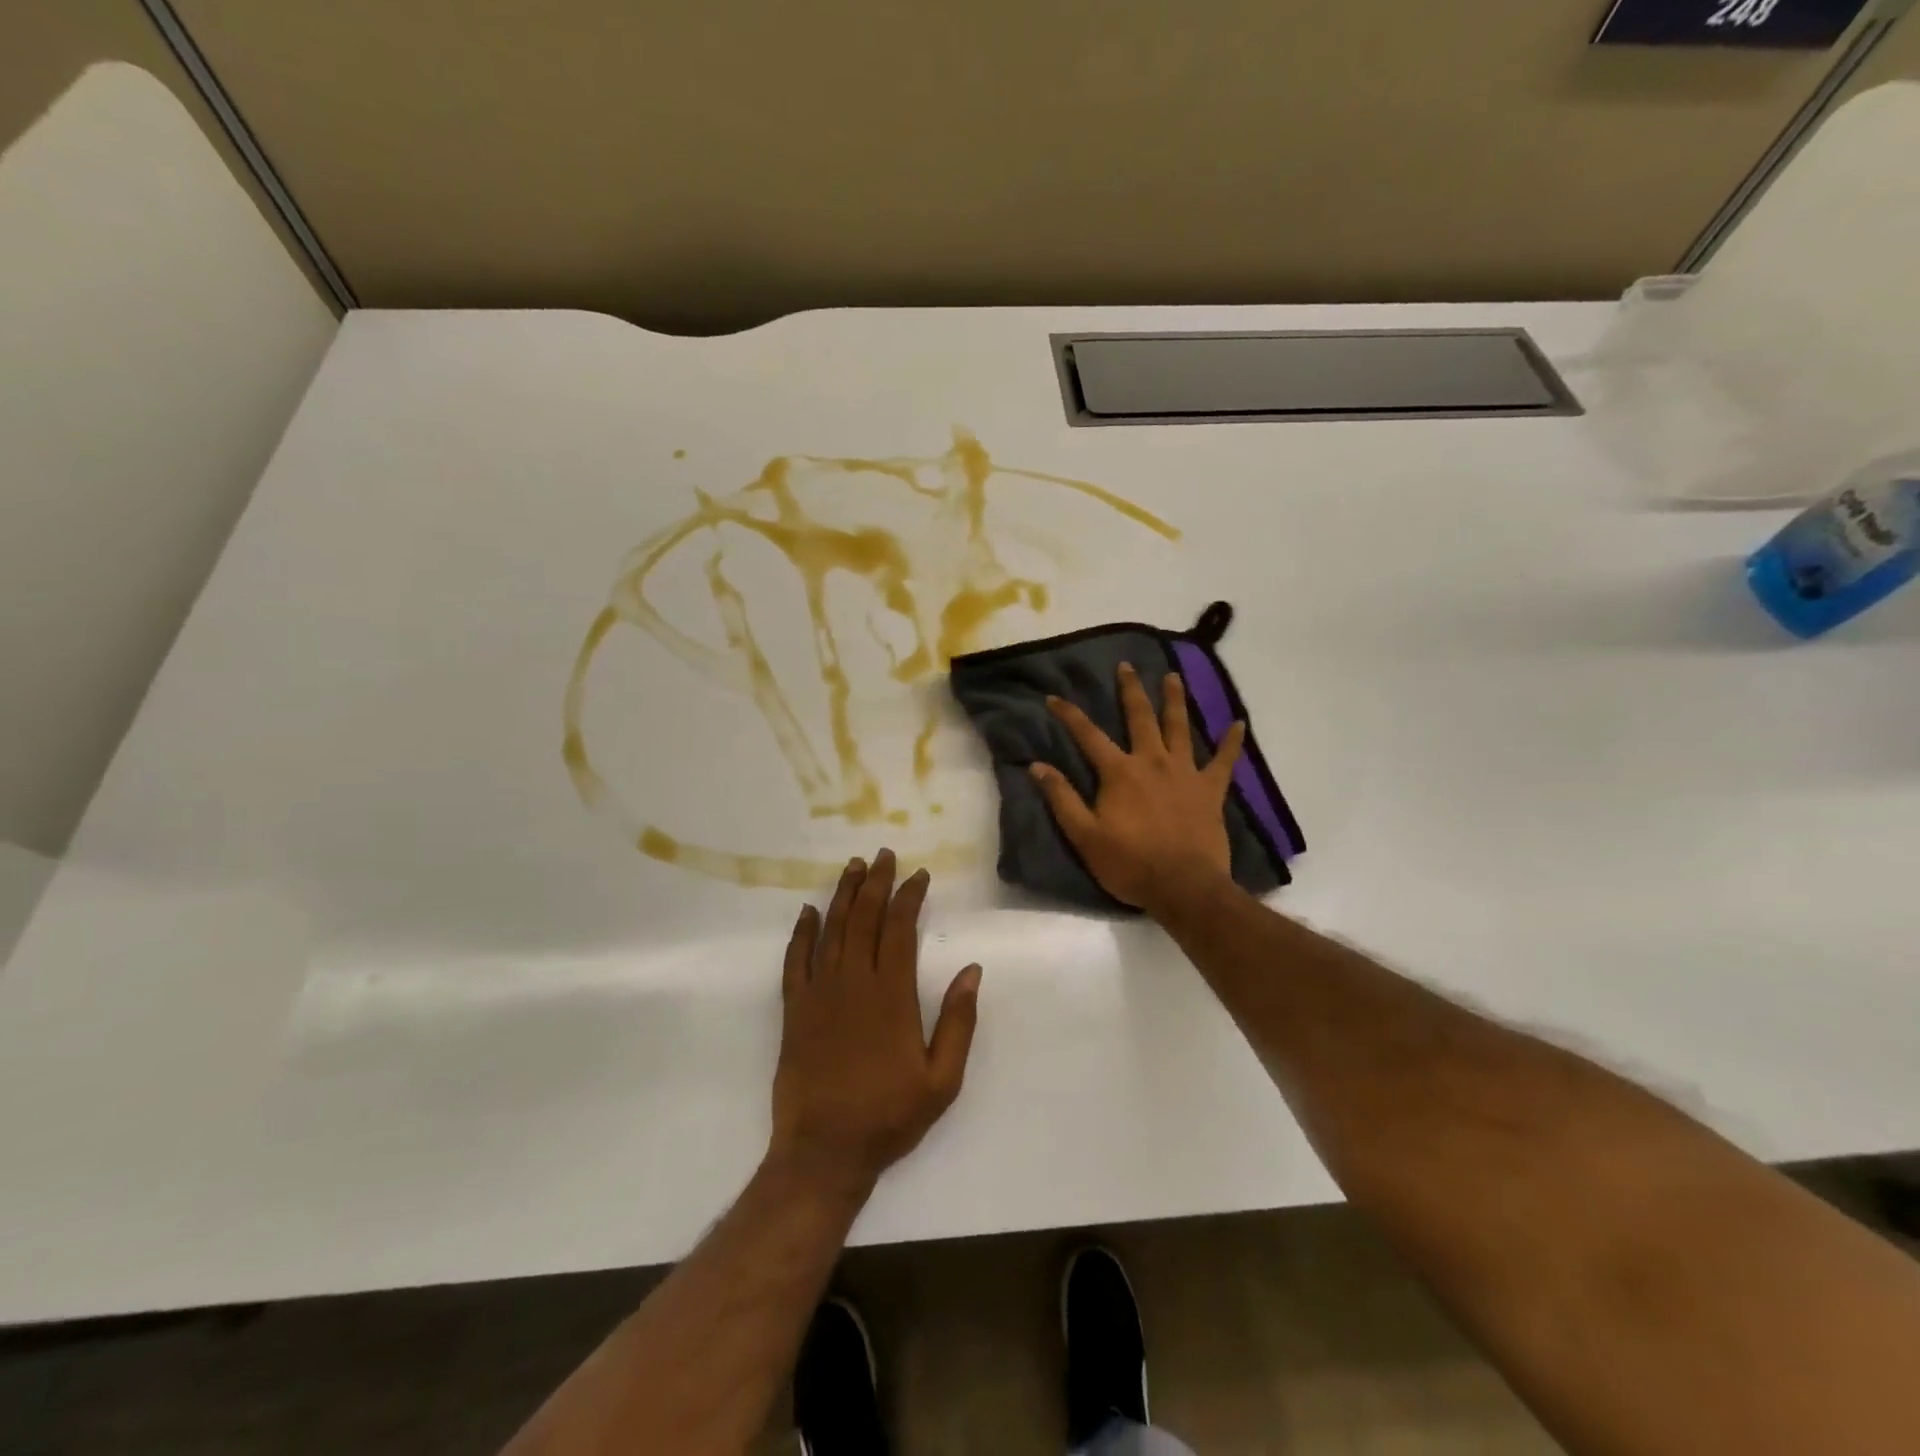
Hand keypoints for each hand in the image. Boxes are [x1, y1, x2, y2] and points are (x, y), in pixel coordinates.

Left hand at [769, 850, 981, 1193]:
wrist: (824, 1150)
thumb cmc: (889, 1115)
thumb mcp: (942, 1079)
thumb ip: (958, 1021)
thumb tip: (972, 970)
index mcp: (891, 994)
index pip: (900, 929)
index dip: (909, 897)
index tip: (918, 875)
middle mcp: (853, 982)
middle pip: (864, 918)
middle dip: (876, 883)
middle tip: (883, 856)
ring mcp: (819, 993)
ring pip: (832, 930)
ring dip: (843, 895)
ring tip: (853, 868)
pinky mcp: (795, 1009)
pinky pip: (796, 960)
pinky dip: (802, 933)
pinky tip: (808, 912)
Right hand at [1029, 663, 1244, 914]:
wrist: (1184, 887)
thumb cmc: (1130, 864)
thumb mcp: (1084, 835)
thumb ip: (1062, 798)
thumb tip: (1037, 766)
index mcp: (1120, 772)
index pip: (1088, 735)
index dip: (1069, 714)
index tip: (1053, 696)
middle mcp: (1152, 762)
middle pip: (1140, 718)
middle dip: (1130, 690)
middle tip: (1126, 666)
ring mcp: (1185, 773)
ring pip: (1180, 727)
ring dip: (1175, 700)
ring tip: (1173, 676)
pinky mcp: (1211, 790)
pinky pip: (1224, 761)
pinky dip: (1231, 742)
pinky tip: (1239, 723)